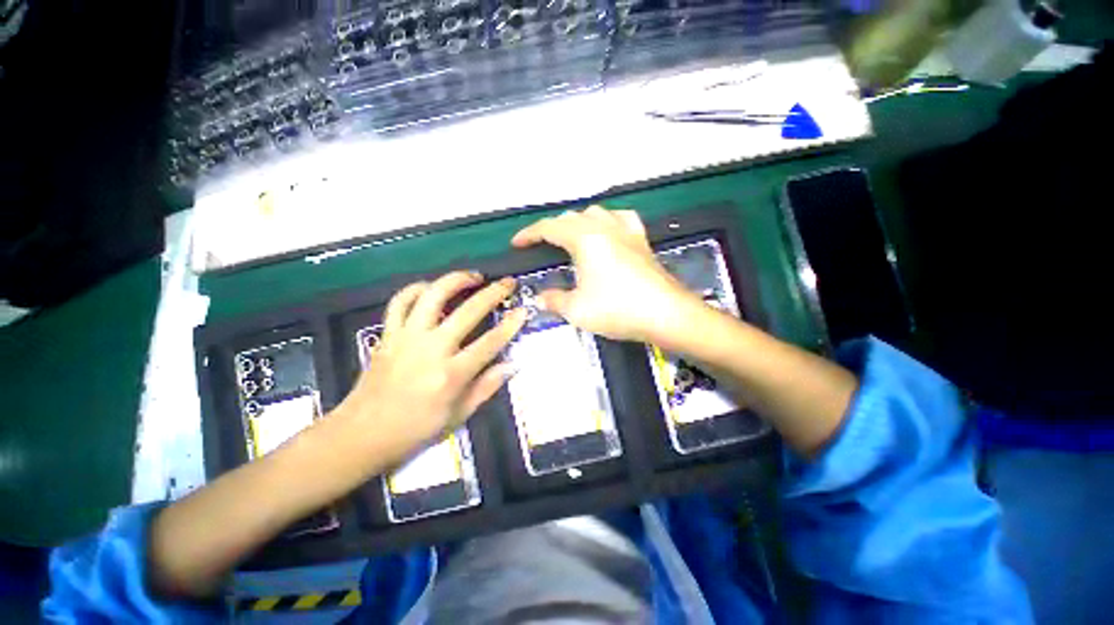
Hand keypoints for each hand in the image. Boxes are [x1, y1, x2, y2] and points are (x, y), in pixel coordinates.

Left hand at [335, 271, 526, 462]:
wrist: (363, 434)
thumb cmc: (416, 429)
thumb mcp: (459, 415)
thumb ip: (487, 386)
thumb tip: (513, 364)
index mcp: (451, 374)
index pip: (490, 342)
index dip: (510, 324)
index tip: (523, 310)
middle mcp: (431, 349)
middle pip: (468, 312)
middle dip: (493, 293)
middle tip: (508, 282)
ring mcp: (407, 337)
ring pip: (433, 296)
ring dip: (456, 280)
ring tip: (473, 276)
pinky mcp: (388, 334)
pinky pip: (401, 301)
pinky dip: (416, 289)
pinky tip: (431, 287)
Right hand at [511, 206, 703, 345]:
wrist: (666, 314)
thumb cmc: (618, 310)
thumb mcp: (577, 309)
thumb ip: (554, 300)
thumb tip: (541, 299)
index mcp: (585, 238)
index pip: (549, 227)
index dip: (529, 234)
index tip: (517, 244)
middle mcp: (605, 227)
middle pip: (571, 217)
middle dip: (552, 229)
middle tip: (542, 247)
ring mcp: (626, 231)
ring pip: (595, 213)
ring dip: (577, 222)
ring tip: (571, 238)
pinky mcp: (642, 239)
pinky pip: (621, 218)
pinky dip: (608, 221)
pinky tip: (608, 231)